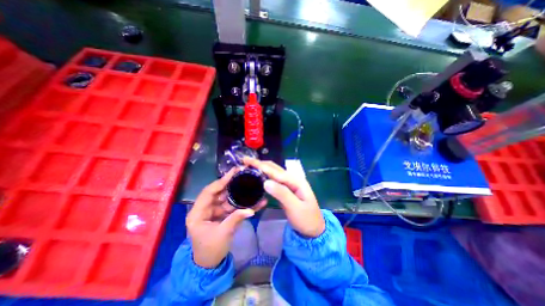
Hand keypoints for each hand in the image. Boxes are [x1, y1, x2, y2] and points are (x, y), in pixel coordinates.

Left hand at [186, 169, 265, 268]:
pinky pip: (231, 207)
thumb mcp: (223, 234)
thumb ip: (236, 219)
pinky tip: (253, 202)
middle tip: (242, 175)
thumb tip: (251, 210)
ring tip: (249, 185)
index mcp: (198, 213)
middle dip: (231, 184)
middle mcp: (204, 209)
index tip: (233, 173)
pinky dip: (241, 205)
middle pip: (218, 192)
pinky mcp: (221, 215)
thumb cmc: (211, 250)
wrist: (210, 265)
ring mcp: (213, 211)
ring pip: (226, 198)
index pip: (208, 192)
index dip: (221, 182)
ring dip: (238, 194)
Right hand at [243, 158, 322, 237]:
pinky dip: (266, 176)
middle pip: (275, 169)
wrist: (314, 229)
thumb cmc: (306, 219)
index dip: (261, 166)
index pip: (276, 171)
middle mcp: (293, 179)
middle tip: (245, 161)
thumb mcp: (295, 208)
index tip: (248, 161)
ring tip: (249, 166)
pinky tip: (259, 176)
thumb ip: (281, 194)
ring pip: (274, 173)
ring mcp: (290, 184)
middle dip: (260, 164)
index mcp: (297, 181)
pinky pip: (275, 180)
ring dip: (262, 168)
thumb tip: (266, 182)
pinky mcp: (286, 190)